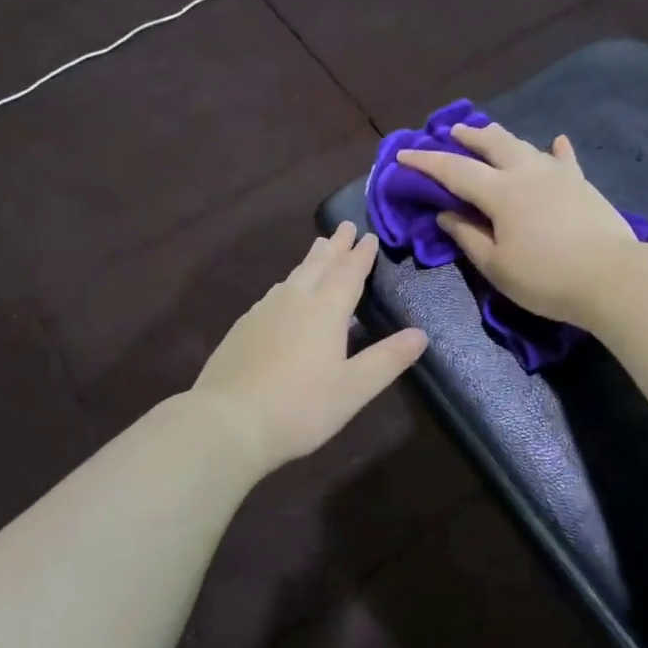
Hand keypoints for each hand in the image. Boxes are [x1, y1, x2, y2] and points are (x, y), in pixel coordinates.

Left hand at [192, 223, 428, 472]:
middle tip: (344, 226)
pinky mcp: (242, 328)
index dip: (361, 255)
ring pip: (292, 277)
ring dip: (310, 261)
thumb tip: (420, 334)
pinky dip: (287, 284)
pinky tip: (283, 293)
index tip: (369, 236)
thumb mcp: (354, 388)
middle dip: (335, 246)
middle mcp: (294, 301)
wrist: (228, 421)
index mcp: (325, 311)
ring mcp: (263, 312)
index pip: (349, 274)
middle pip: (318, 265)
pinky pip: (273, 294)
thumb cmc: (300, 407)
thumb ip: (387, 359)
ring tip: (318, 249)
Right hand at [397, 122, 641, 324]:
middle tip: (452, 132)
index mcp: (500, 192)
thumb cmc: (546, 278)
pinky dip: (556, 150)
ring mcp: (558, 175)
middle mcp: (527, 172)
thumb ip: (468, 237)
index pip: (454, 170)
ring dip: (502, 139)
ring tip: (490, 136)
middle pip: (492, 143)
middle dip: (469, 136)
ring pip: (525, 146)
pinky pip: (565, 160)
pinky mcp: (583, 185)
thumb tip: (446, 213)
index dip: (426, 162)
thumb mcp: (496, 266)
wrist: (613, 278)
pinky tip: (557, 142)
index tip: (403, 155)